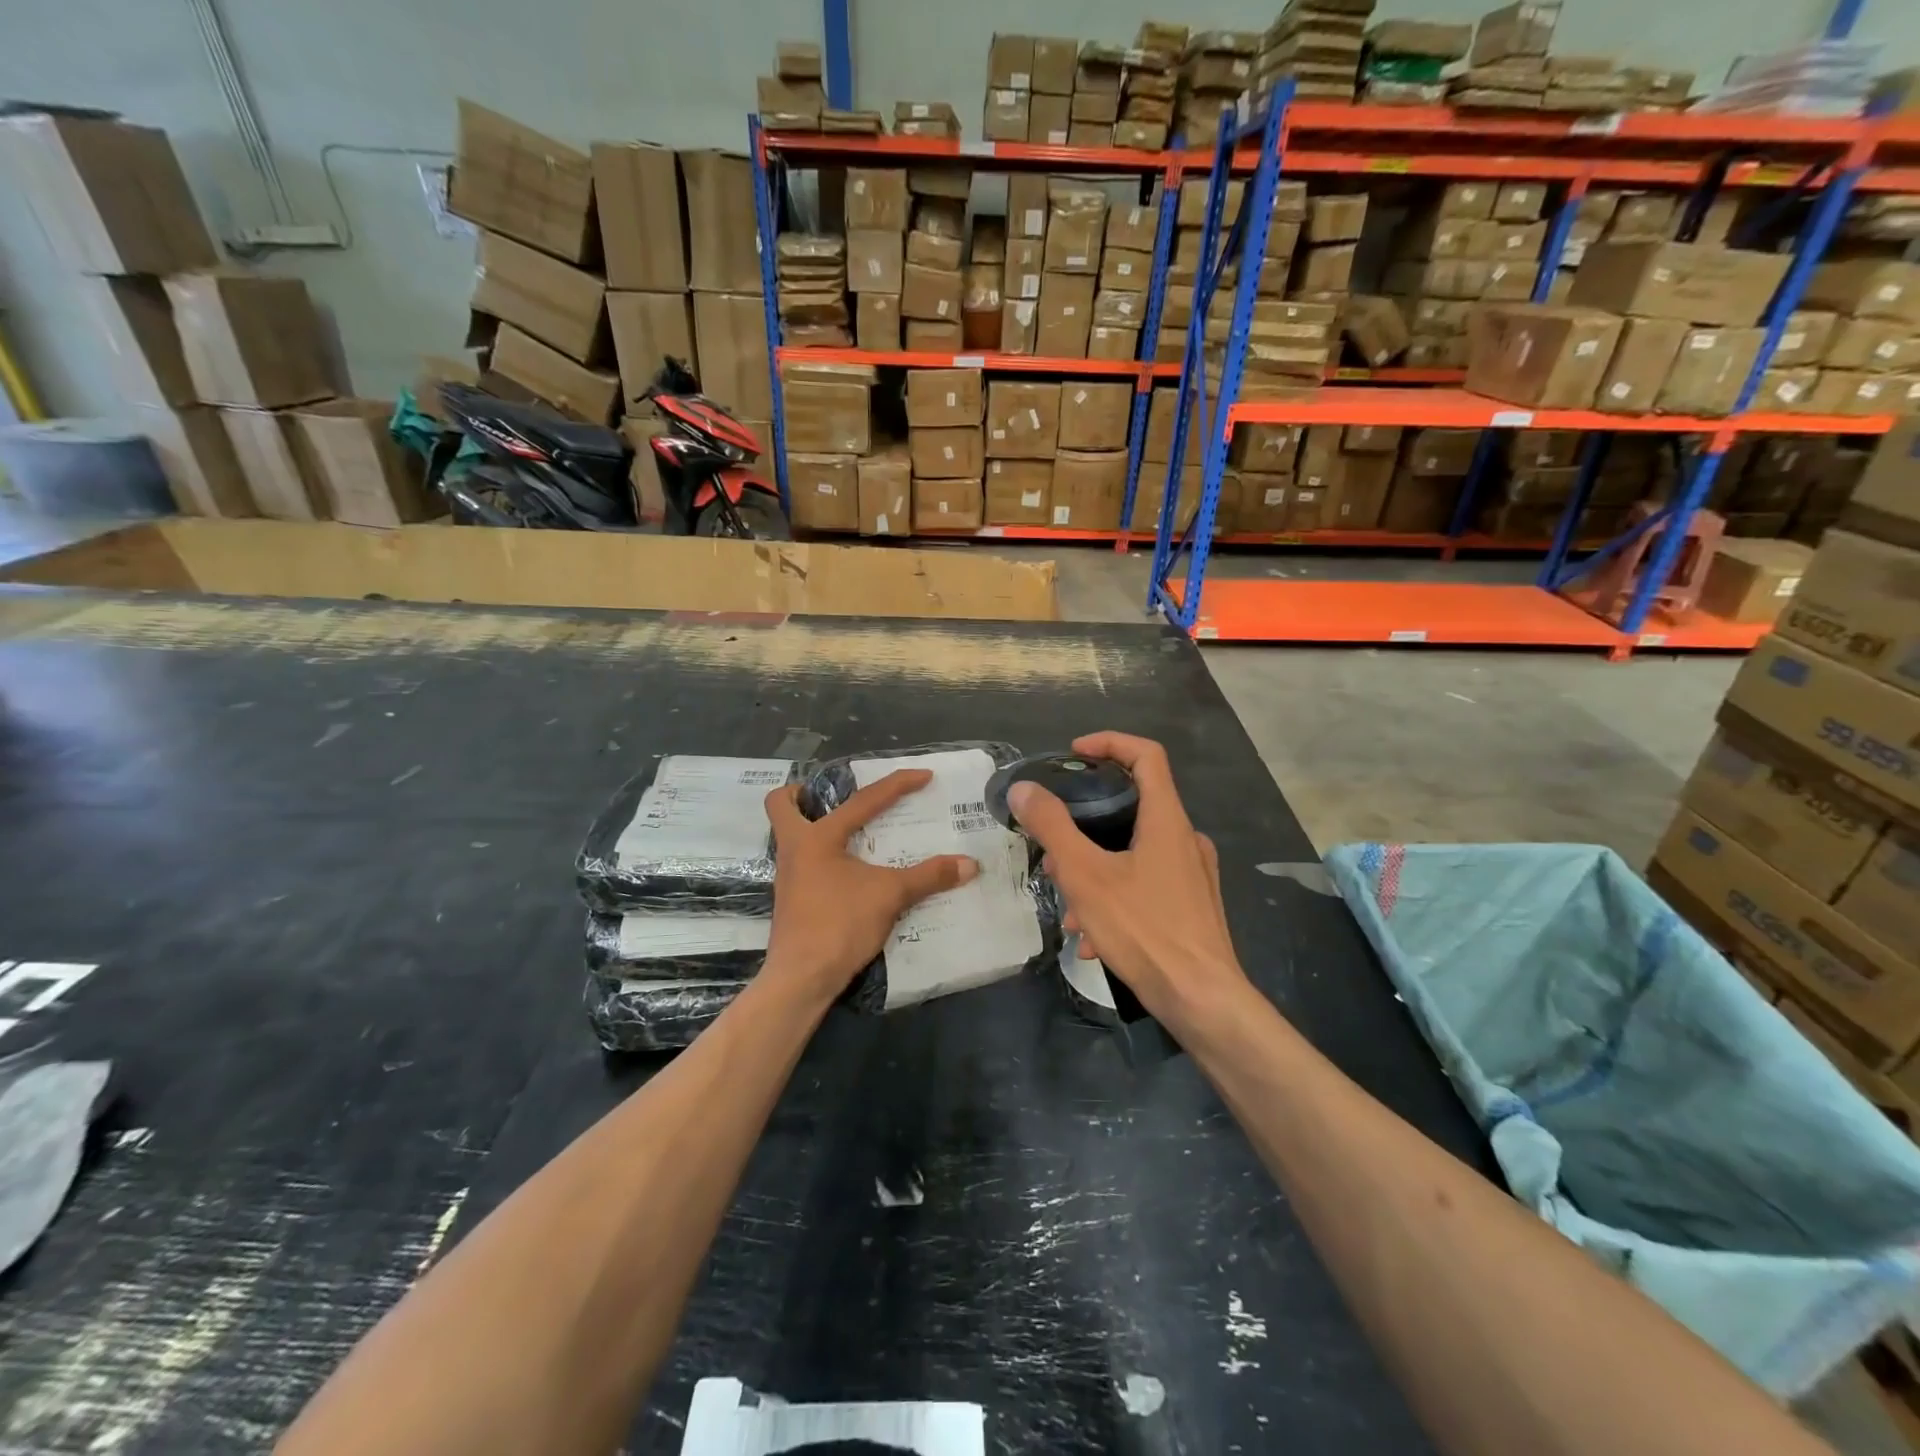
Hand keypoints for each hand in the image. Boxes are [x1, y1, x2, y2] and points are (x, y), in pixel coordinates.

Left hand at [762, 770, 976, 999]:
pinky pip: (803, 863)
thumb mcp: (890, 895)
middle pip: (781, 805)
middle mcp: (794, 849)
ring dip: (814, 825)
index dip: (897, 784)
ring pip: (790, 836)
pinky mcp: (792, 899)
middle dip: (803, 793)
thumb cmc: (839, 924)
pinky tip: (850, 871)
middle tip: (836, 796)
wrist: (801, 978)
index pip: (863, 800)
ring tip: (852, 831)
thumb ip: (929, 876)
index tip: (924, 776)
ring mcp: (788, 875)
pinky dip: (823, 857)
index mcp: (816, 837)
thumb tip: (969, 864)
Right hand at [1008, 733, 1247, 1024]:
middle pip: (1133, 806)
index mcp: (1167, 819)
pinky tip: (1093, 938)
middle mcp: (1186, 839)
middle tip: (1055, 849)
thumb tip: (1024, 789)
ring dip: (1096, 871)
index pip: (1146, 755)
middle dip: (1086, 825)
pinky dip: (1115, 898)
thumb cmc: (1144, 929)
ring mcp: (1193, 875)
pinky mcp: (1193, 906)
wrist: (1202, 1001)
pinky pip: (1146, 886)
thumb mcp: (1085, 875)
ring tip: (1069, 908)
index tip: (1074, 754)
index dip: (1109, 743)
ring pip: (1134, 853)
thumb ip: (1052, 827)